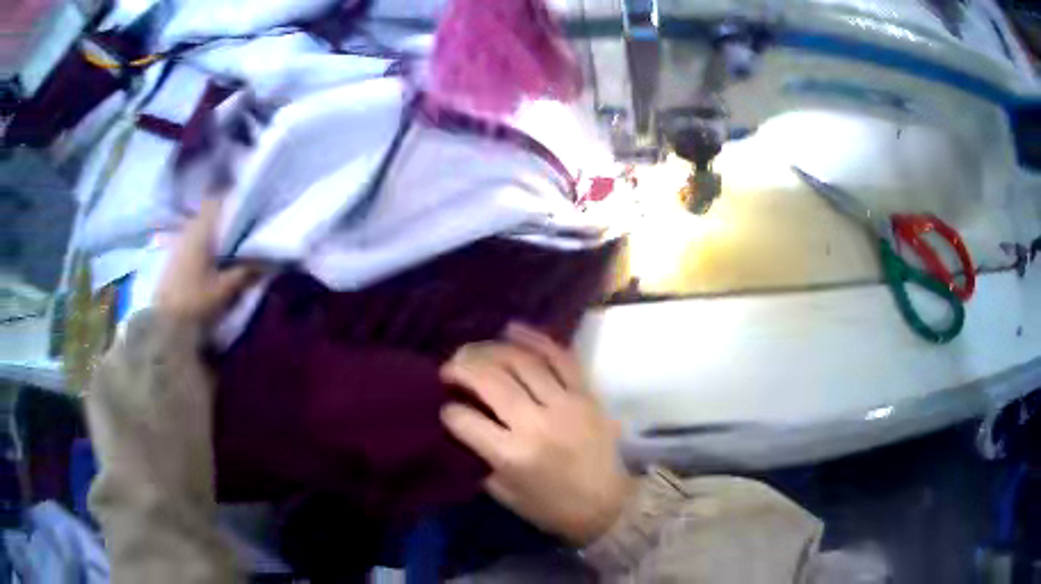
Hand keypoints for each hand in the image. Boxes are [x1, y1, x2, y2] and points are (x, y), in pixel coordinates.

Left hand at [154, 198, 257, 322]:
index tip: (247, 202)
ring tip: (230, 243)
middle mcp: (188, 230)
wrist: (164, 325)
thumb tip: (269, 260)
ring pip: (200, 229)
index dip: (231, 198)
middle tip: (243, 225)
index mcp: (202, 229)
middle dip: (224, 217)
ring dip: (213, 233)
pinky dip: (204, 245)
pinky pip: (192, 242)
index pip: (217, 200)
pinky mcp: (172, 260)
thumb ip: (247, 271)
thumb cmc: (196, 301)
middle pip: (208, 214)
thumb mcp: (226, 288)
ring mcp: (177, 244)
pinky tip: (212, 258)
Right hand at [440, 323, 634, 544]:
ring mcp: (565, 403)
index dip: (449, 411)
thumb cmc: (552, 507)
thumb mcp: (505, 494)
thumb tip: (464, 425)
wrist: (608, 504)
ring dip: (490, 350)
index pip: (466, 420)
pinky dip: (535, 339)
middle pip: (491, 381)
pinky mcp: (586, 394)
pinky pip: (560, 357)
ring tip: (473, 350)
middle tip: (449, 367)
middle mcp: (537, 423)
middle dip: (462, 368)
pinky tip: (512, 330)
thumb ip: (481, 459)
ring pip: (522, 362)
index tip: (446, 407)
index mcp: (513, 455)